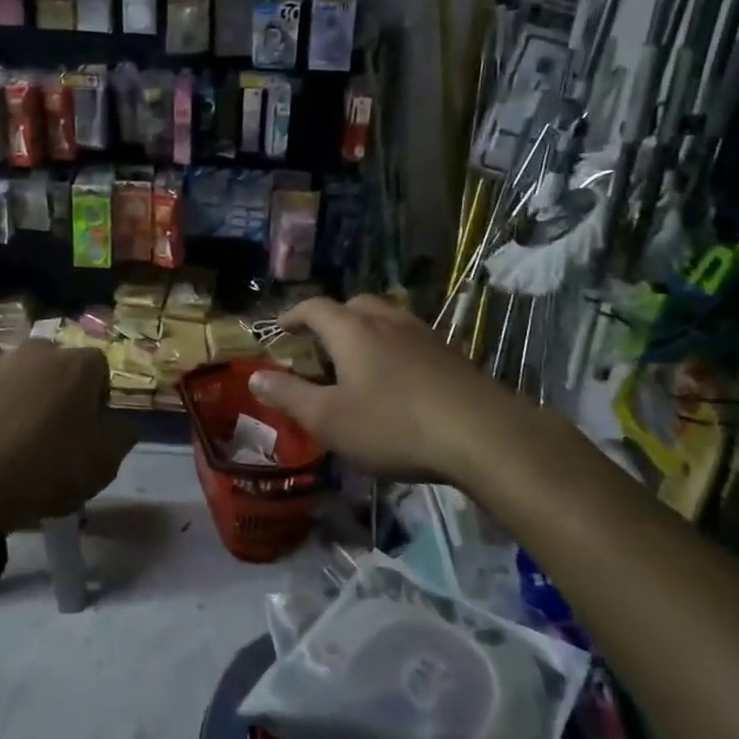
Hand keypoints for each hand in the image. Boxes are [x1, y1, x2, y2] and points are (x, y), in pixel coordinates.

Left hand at [0, 340, 137, 533]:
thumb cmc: (47, 470)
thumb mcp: (103, 465)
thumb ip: (121, 436)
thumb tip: (123, 423)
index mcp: (75, 366)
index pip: (97, 366)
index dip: (96, 394)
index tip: (88, 423)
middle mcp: (33, 352)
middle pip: (50, 359)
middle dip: (51, 383)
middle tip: (45, 422)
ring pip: (3, 363)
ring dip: (6, 382)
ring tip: (1, 419)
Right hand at [248, 295, 512, 482]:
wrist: (483, 435)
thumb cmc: (393, 425)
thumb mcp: (329, 419)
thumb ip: (289, 396)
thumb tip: (255, 377)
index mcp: (352, 331)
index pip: (315, 307)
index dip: (293, 314)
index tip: (280, 328)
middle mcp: (387, 322)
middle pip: (354, 303)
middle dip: (332, 317)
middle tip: (320, 343)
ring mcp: (424, 335)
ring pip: (387, 317)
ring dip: (366, 329)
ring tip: (358, 358)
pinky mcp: (451, 354)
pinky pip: (411, 338)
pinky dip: (394, 346)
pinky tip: (398, 377)